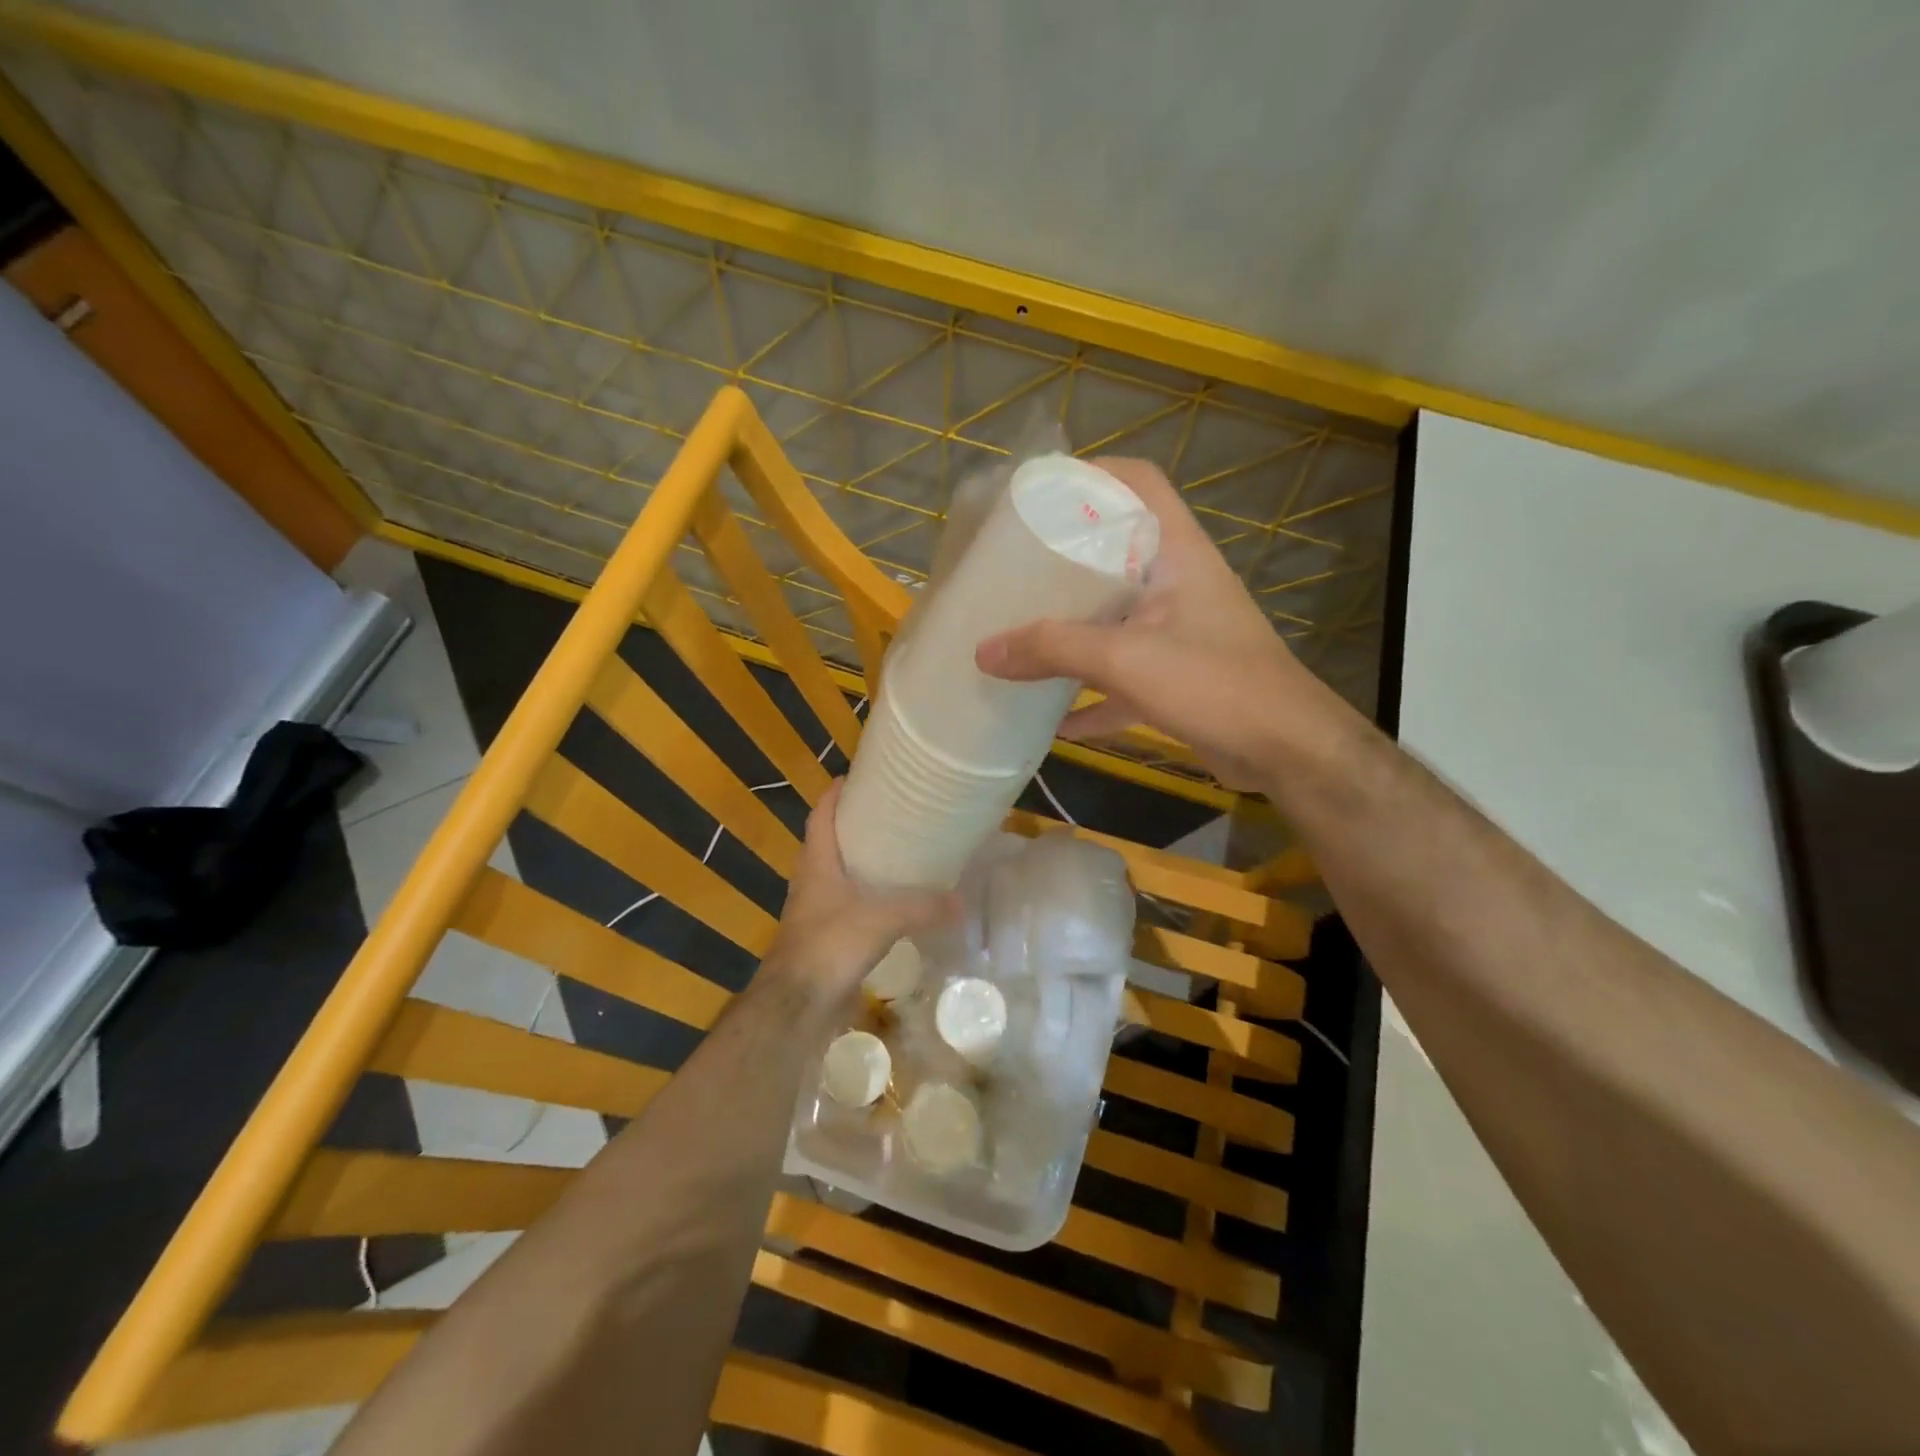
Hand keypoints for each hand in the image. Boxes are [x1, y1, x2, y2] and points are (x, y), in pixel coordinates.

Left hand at [766, 780, 955, 1012]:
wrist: (795, 1005)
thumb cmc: (829, 946)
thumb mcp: (881, 920)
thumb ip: (921, 907)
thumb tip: (961, 903)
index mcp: (817, 863)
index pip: (820, 815)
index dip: (834, 793)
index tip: (856, 776)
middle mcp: (811, 880)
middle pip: (827, 841)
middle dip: (852, 825)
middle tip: (887, 812)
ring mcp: (814, 910)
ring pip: (836, 873)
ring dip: (858, 861)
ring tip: (894, 852)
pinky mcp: (823, 936)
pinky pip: (845, 904)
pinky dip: (864, 895)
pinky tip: (889, 902)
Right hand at [975, 457, 1331, 788]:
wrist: (1288, 752)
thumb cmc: (1214, 683)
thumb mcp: (1126, 659)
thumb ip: (1053, 650)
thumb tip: (984, 651)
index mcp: (1176, 553)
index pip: (1140, 483)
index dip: (1094, 473)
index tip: (1041, 492)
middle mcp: (1178, 584)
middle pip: (1117, 552)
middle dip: (1066, 560)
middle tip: (1014, 567)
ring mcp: (1178, 633)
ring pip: (1116, 617)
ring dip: (1074, 630)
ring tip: (1022, 632)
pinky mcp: (1178, 679)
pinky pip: (1122, 678)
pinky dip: (1091, 697)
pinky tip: (1054, 719)